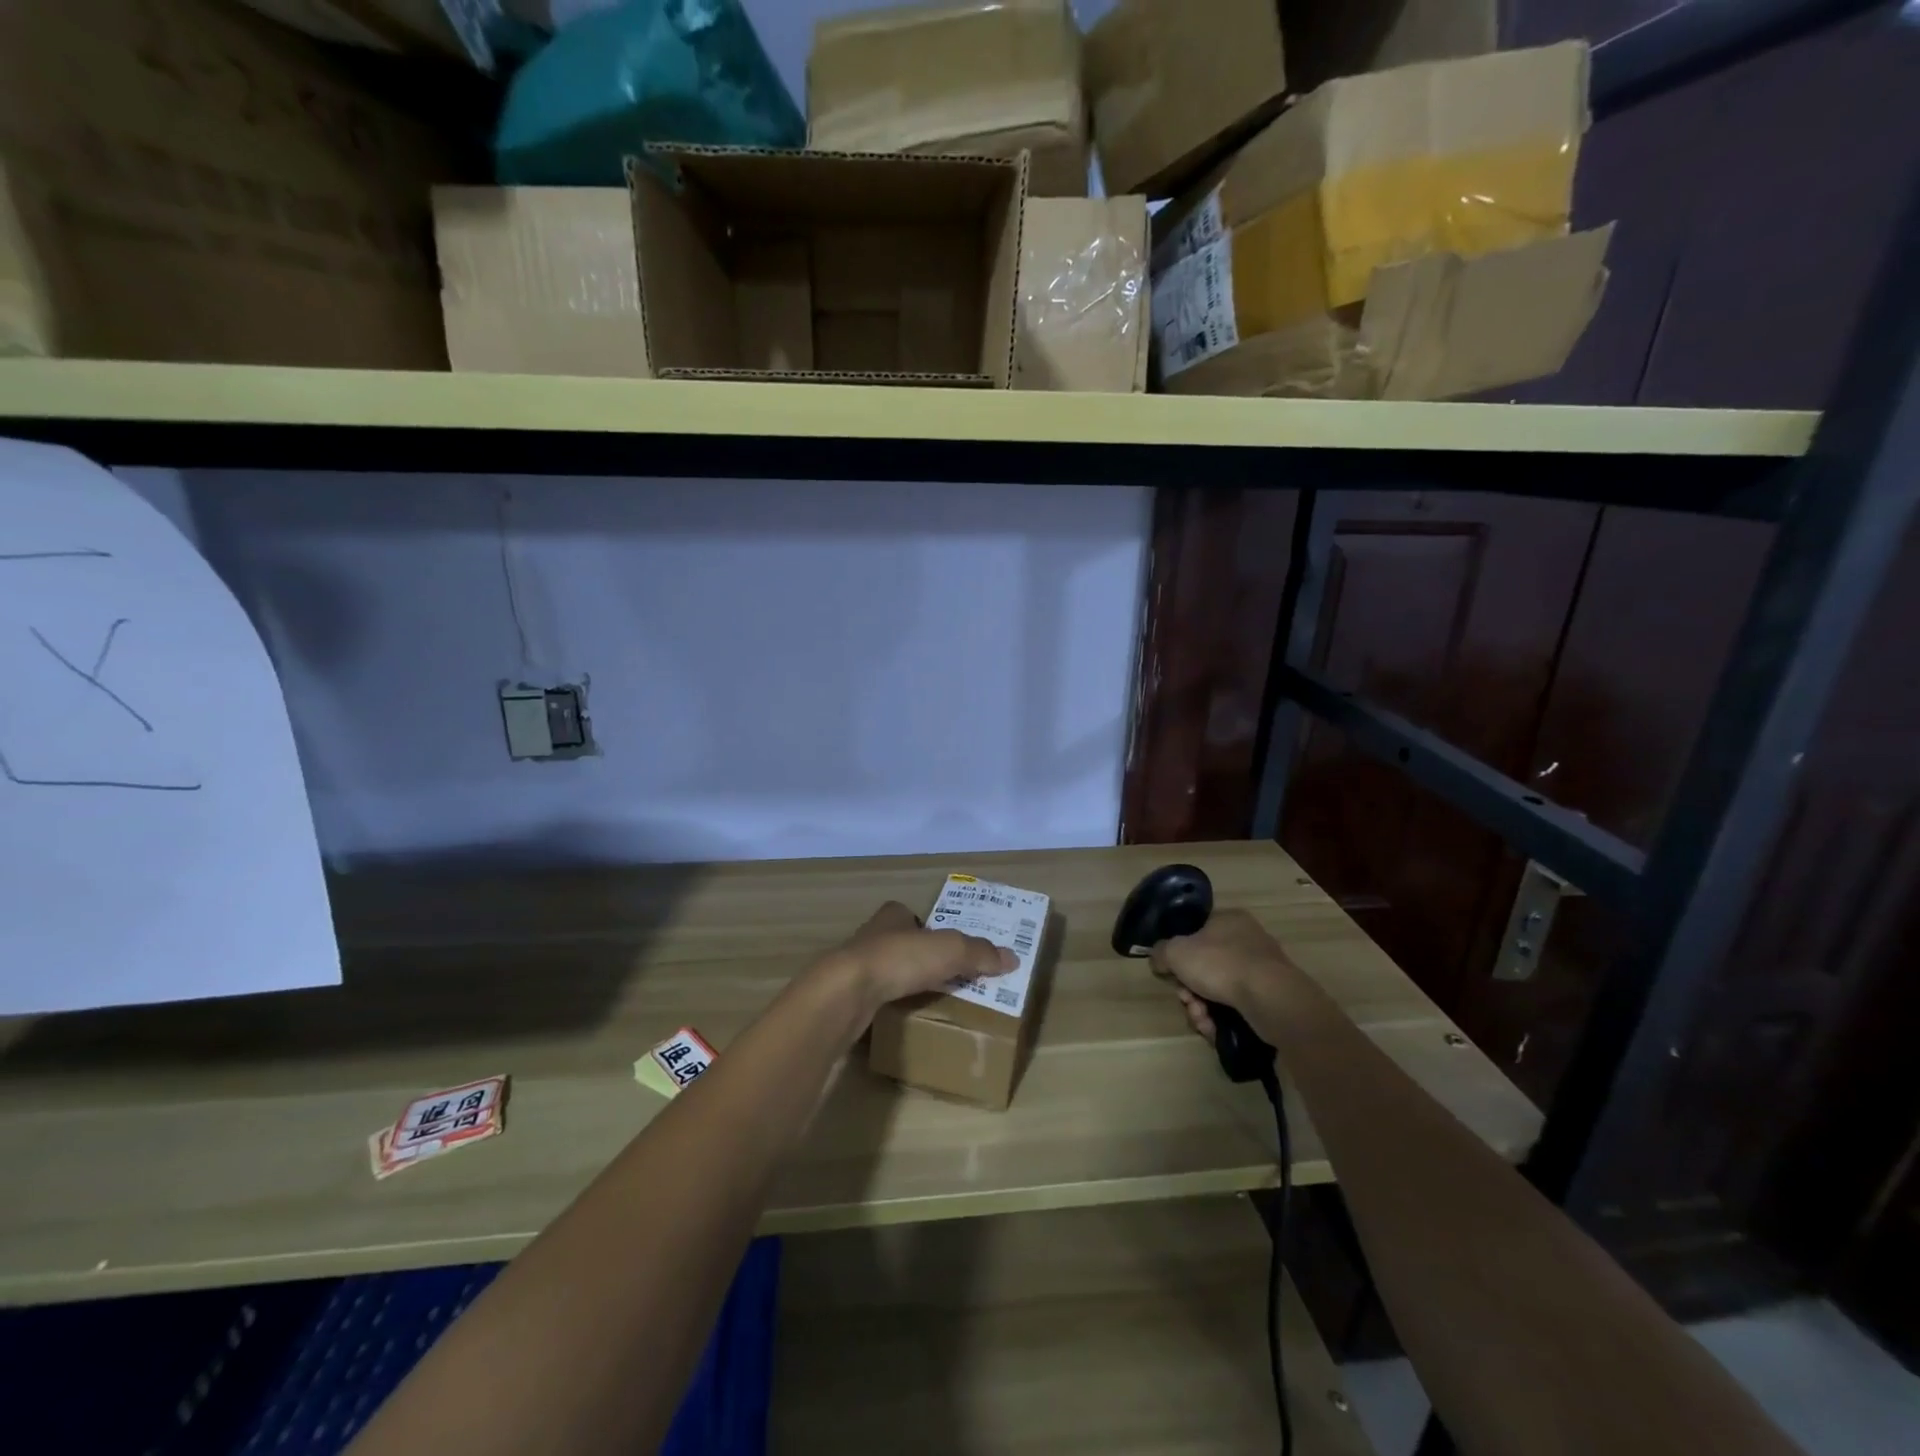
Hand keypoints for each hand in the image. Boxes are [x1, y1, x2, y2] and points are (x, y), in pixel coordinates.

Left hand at [827, 901, 1015, 1011]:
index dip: (926, 926)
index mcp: (892, 916)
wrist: (845, 993)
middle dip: (917, 956)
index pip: (909, 914)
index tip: (944, 945)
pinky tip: (902, 1017)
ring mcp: (854, 966)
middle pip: (899, 942)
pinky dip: (888, 1004)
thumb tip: (1013, 958)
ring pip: (884, 969)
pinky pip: (874, 997)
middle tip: (944, 975)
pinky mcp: (846, 995)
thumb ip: (979, 953)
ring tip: (928, 999)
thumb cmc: (898, 959)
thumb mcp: (949, 950)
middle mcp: (870, 935)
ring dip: (902, 981)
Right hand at [1149, 909, 1297, 1044]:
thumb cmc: (1220, 964)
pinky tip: (1214, 1030)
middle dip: (1190, 990)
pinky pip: (1236, 1007)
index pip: (1195, 933)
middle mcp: (1247, 940)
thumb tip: (1159, 960)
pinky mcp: (1270, 998)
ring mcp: (1261, 970)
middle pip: (1204, 967)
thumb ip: (1160, 952)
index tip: (1172, 974)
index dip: (1178, 956)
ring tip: (1201, 1020)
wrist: (1271, 999)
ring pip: (1218, 990)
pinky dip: (1221, 1019)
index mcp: (1228, 919)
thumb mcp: (1175, 952)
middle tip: (1187, 1001)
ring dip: (1202, 1008)